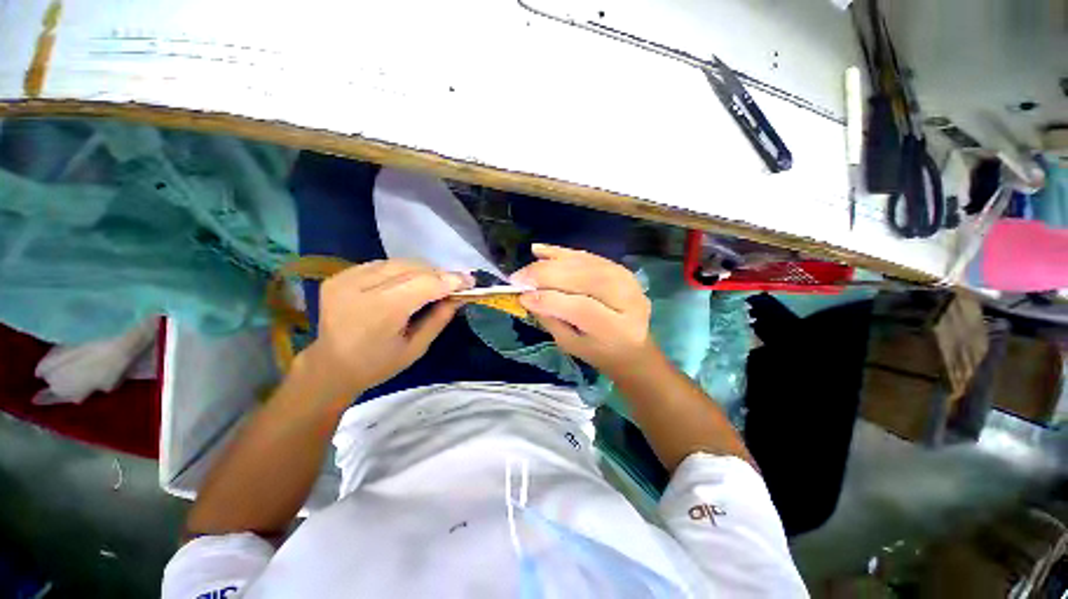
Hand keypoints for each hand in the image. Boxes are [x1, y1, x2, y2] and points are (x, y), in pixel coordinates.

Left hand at [301, 260, 469, 397]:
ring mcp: (345, 279)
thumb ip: (439, 318)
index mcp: (379, 312)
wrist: (330, 367)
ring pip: (397, 262)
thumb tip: (459, 296)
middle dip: (438, 274)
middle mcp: (359, 288)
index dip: (450, 280)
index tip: (470, 281)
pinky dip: (401, 270)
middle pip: (411, 268)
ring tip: (434, 283)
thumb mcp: (416, 348)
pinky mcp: (339, 275)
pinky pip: (382, 264)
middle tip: (455, 283)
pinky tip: (408, 283)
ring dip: (421, 270)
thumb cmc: (378, 364)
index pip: (423, 284)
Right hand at [510, 244, 654, 375]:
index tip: (522, 296)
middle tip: (518, 277)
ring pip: (584, 263)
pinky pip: (587, 256)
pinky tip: (540, 251)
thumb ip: (551, 320)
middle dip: (547, 275)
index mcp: (617, 328)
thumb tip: (527, 296)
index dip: (551, 300)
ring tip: (527, 268)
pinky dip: (562, 253)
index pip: (582, 308)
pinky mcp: (619, 268)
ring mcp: (627, 279)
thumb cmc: (598, 352)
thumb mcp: (571, 345)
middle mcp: (628, 299)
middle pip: (585, 279)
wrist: (632, 346)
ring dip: (551, 263)